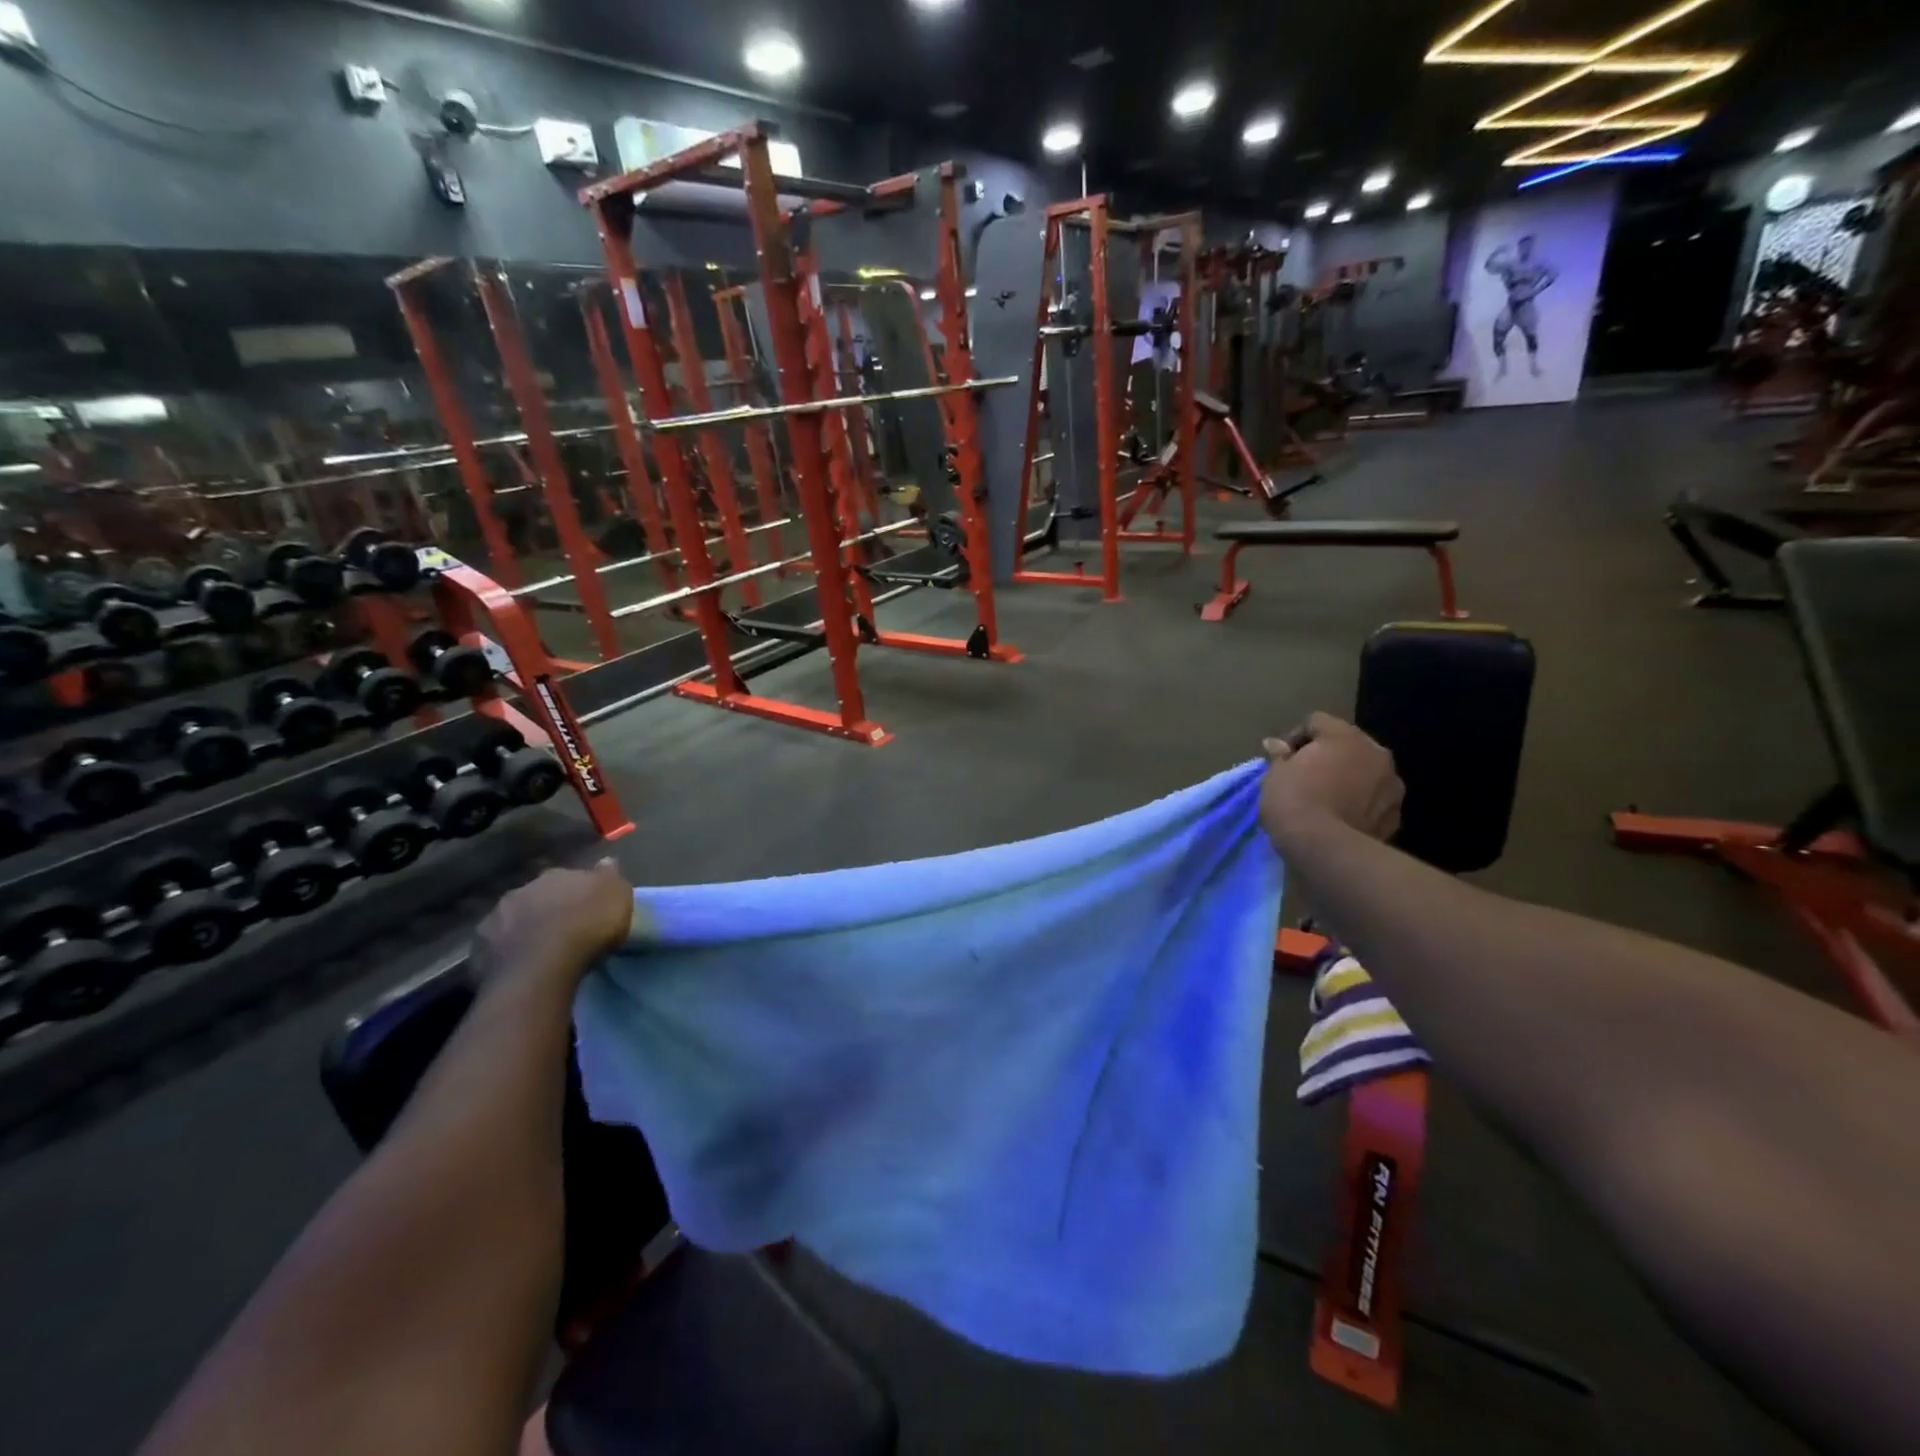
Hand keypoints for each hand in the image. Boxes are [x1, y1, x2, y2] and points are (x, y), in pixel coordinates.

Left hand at [470, 859, 634, 997]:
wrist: (542, 966)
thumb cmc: (588, 926)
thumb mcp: (618, 896)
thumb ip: (609, 877)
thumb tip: (606, 861)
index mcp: (557, 874)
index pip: (569, 877)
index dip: (578, 891)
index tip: (587, 905)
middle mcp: (524, 888)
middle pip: (539, 895)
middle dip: (548, 906)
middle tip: (562, 926)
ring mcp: (497, 916)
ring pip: (514, 917)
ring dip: (524, 926)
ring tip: (538, 947)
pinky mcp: (480, 947)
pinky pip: (496, 945)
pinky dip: (505, 950)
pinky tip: (517, 963)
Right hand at [1260, 714, 1403, 847]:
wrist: (1326, 850)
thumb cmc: (1294, 802)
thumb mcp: (1274, 775)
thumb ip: (1280, 756)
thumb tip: (1276, 744)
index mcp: (1345, 736)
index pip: (1316, 721)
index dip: (1295, 738)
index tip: (1281, 760)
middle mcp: (1376, 753)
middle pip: (1347, 744)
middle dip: (1327, 757)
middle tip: (1304, 777)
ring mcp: (1391, 785)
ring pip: (1365, 772)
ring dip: (1348, 779)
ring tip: (1326, 800)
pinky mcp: (1396, 815)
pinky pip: (1373, 800)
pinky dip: (1360, 804)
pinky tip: (1341, 818)